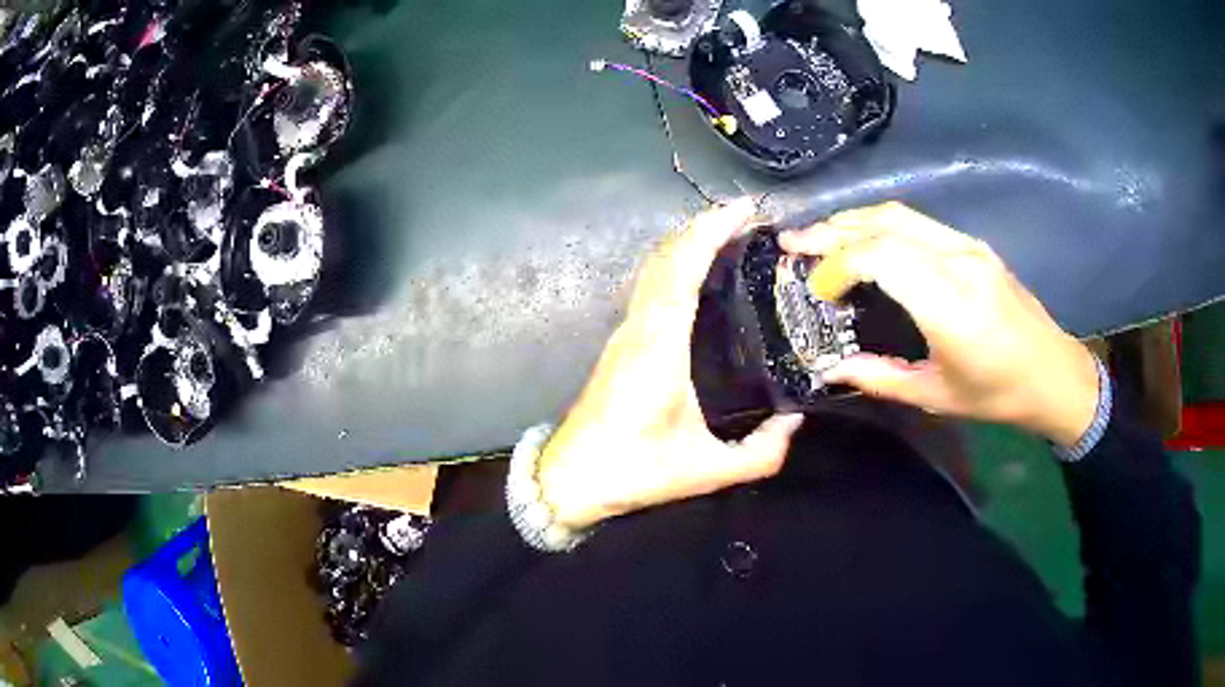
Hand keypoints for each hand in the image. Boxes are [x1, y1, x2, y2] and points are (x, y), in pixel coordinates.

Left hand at [537, 199, 804, 530]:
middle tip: (748, 216)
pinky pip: (650, 285)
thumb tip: (793, 422)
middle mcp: (639, 327)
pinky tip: (699, 270)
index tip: (744, 209)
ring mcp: (625, 331)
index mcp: (658, 346)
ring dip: (688, 241)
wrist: (572, 478)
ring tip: (729, 233)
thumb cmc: (633, 470)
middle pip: (666, 256)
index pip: (682, 268)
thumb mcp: (706, 470)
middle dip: (705, 226)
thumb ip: (760, 453)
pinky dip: (676, 263)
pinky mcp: (621, 341)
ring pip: (654, 267)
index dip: (711, 231)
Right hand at [780, 202, 1098, 447]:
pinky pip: (919, 223)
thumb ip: (880, 378)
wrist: (1052, 372)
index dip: (838, 265)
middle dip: (833, 230)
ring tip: (820, 237)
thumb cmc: (997, 394)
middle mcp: (959, 261)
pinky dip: (881, 226)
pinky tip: (864, 240)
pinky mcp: (974, 245)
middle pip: (885, 224)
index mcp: (951, 305)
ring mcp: (969, 246)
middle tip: (794, 244)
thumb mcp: (936, 396)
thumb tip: (829, 368)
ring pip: (900, 215)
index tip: (817, 291)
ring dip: (854, 221)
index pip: (881, 257)